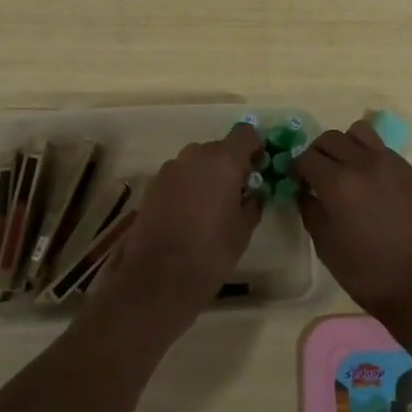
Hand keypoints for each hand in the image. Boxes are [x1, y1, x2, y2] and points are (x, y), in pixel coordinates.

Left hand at [97, 123, 264, 337]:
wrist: (158, 277)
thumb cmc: (210, 253)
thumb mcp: (243, 230)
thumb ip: (252, 203)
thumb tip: (253, 193)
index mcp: (223, 160)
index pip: (246, 134)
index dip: (255, 148)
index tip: (258, 170)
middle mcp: (196, 154)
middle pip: (220, 148)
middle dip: (230, 165)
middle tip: (236, 194)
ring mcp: (171, 167)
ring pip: (197, 162)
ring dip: (207, 176)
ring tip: (210, 208)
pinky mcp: (153, 184)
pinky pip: (179, 176)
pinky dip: (188, 187)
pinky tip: (188, 215)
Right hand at [294, 119, 411, 327]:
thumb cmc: (368, 274)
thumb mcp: (326, 246)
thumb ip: (310, 210)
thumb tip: (305, 190)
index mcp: (338, 183)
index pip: (307, 157)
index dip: (298, 168)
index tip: (298, 180)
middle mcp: (363, 163)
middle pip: (330, 138)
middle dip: (318, 152)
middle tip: (318, 173)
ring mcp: (391, 163)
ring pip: (359, 133)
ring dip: (346, 145)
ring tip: (347, 168)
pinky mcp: (411, 170)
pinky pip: (383, 149)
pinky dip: (370, 156)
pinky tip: (373, 183)